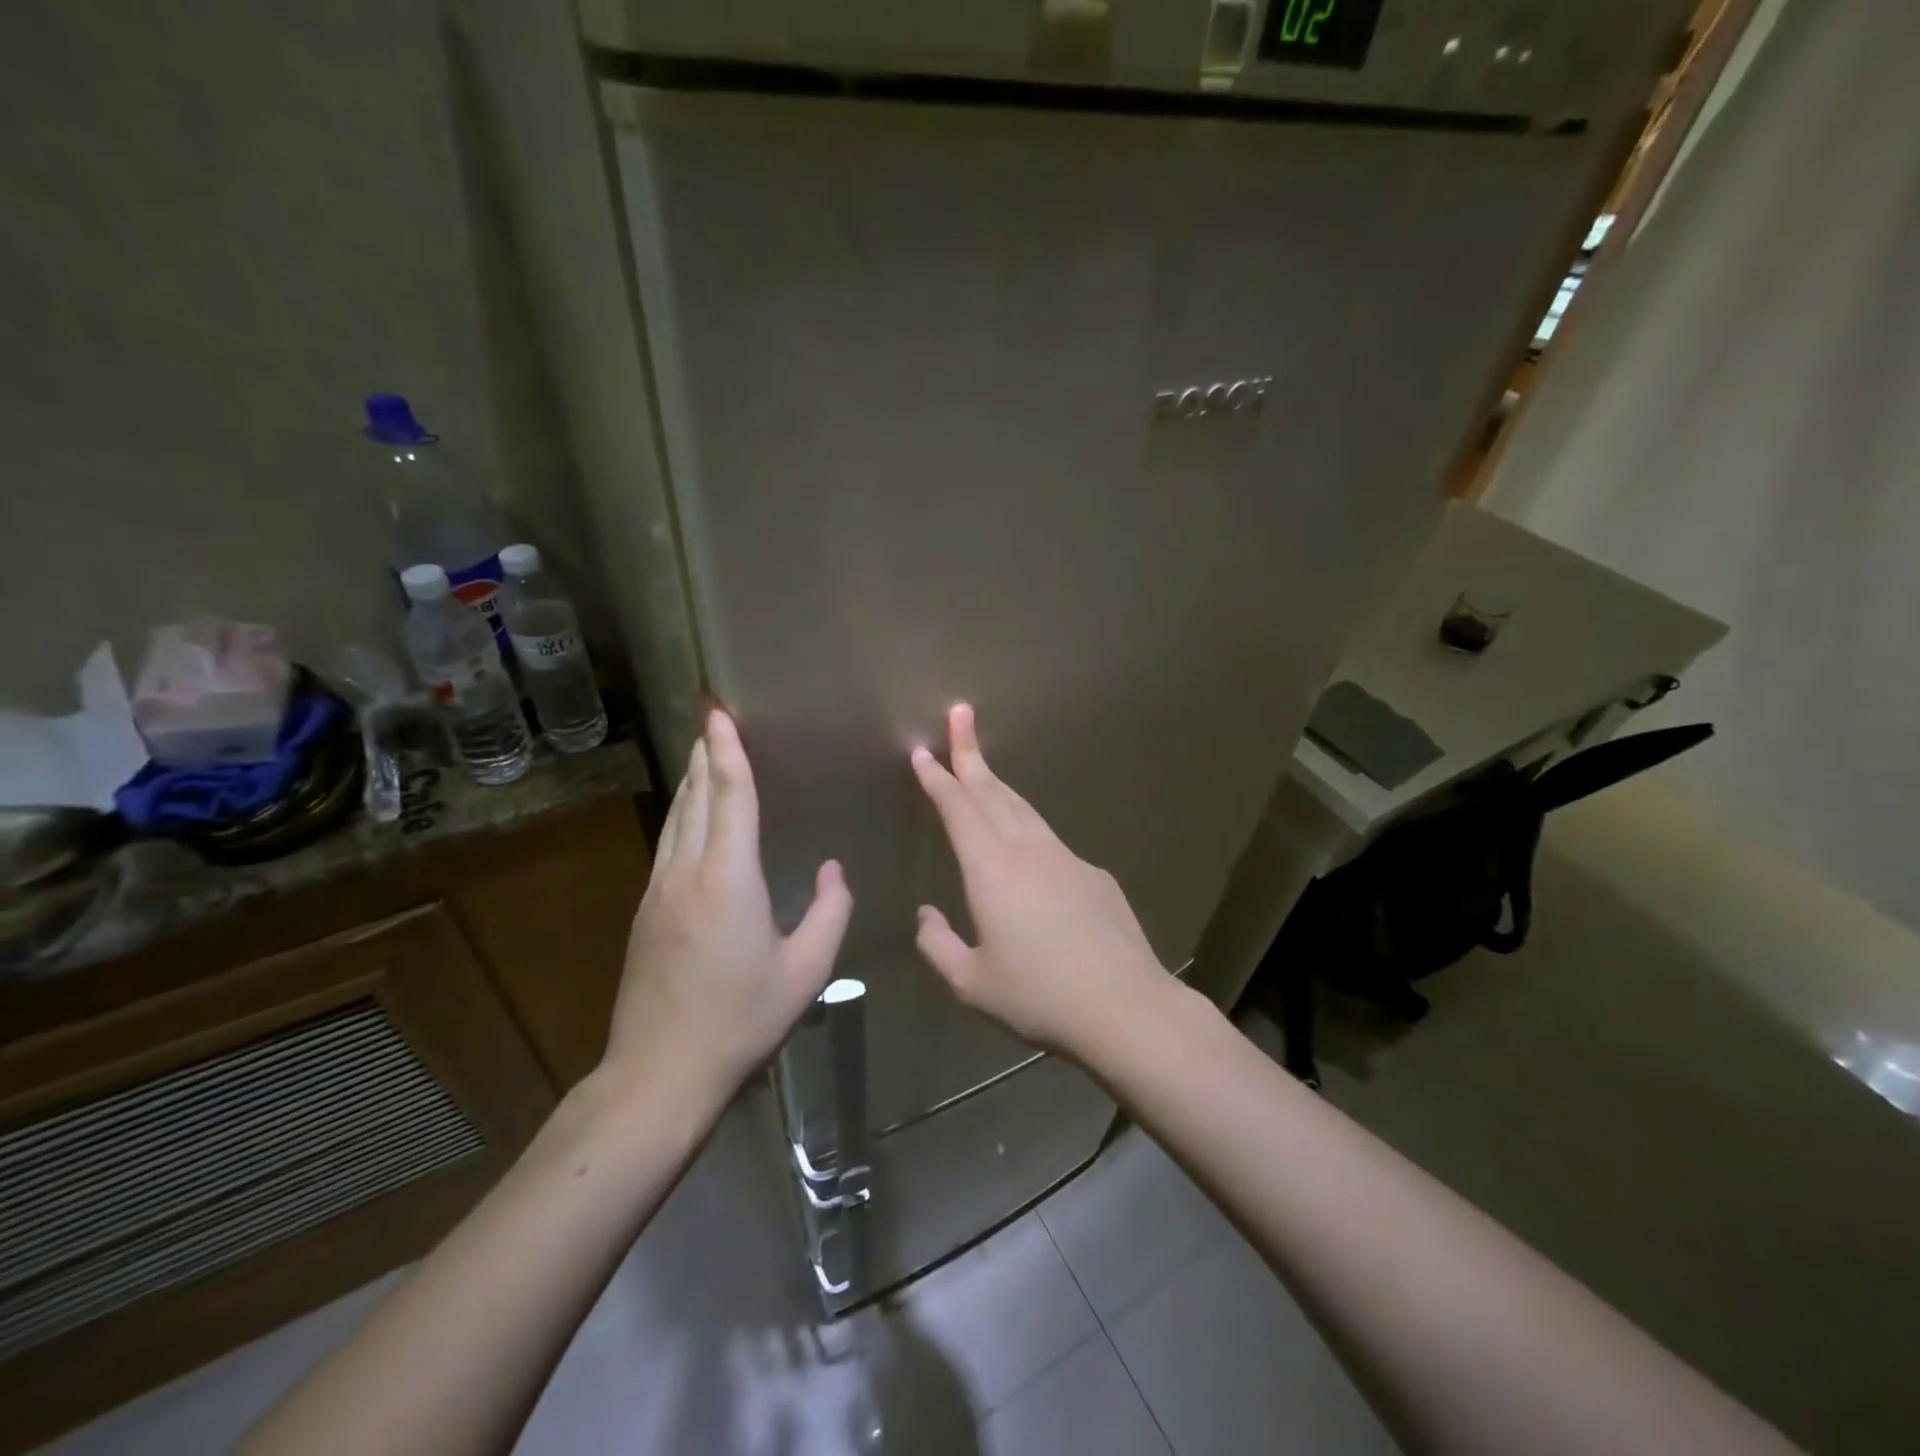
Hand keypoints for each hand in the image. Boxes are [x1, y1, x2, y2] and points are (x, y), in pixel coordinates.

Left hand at [604, 709, 853, 1108]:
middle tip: (711, 718)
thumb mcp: (806, 972)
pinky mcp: (645, 912)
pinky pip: (668, 844)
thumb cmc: (741, 1021)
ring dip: (691, 781)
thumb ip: (829, 913)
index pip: (730, 796)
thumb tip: (833, 871)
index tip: (720, 711)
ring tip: (703, 754)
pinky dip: (682, 814)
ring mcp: (658, 891)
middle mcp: (687, 872)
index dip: (728, 750)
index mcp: (728, 878)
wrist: (659, 1074)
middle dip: (705, 754)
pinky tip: (690, 818)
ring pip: (676, 819)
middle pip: (695, 796)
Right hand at [911, 703, 1167, 1057]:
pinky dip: (1029, 830)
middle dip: (970, 752)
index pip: (959, 810)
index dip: (939, 778)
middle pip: (993, 792)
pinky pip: (1051, 843)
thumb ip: (938, 947)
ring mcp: (1067, 858)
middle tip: (960, 714)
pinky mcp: (1095, 875)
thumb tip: (926, 915)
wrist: (1125, 1008)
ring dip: (998, 786)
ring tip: (981, 770)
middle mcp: (1028, 851)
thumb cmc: (1040, 997)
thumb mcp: (972, 984)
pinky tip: (1028, 854)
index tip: (923, 751)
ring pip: (1024, 810)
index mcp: (992, 871)